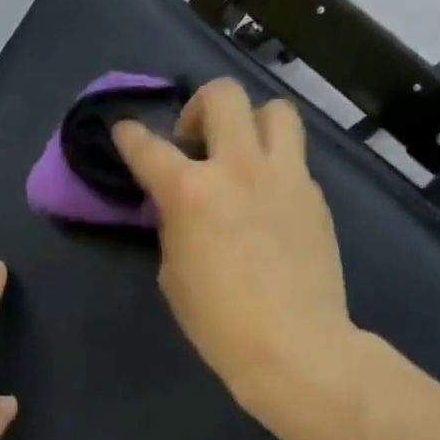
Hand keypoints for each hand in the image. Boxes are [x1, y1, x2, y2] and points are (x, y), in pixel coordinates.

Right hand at [113, 79, 360, 424]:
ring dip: (251, 122)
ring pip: (275, 110)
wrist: (293, 343)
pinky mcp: (314, 195)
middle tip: (193, 140)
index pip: (148, 147)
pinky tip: (266, 200)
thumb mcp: (173, 273)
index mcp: (190, 192)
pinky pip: (293, 157)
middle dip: (199, 107)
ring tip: (241, 153)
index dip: (129, 135)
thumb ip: (174, 227)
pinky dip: (273, 165)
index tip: (125, 131)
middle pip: (222, 96)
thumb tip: (182, 209)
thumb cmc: (217, 320)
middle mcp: (238, 168)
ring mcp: (285, 176)